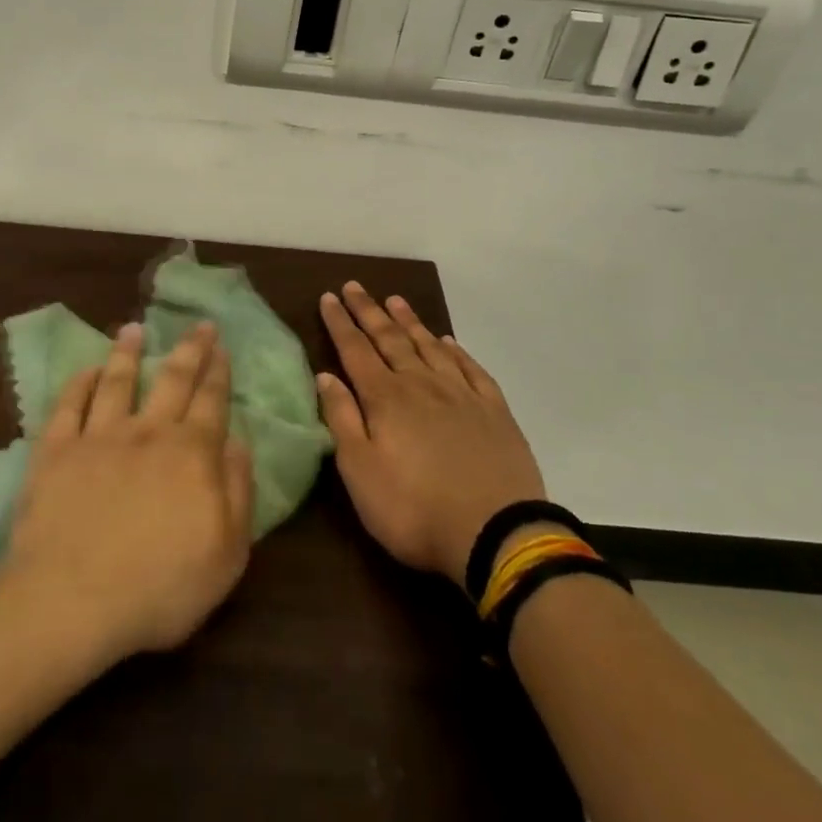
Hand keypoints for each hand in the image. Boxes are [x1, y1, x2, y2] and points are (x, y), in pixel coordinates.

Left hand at [0, 322, 254, 661]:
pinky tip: (86, 370)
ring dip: (127, 352)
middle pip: (172, 379)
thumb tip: (238, 442)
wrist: (72, 601)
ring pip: (118, 381)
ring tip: (133, 329)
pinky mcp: (56, 451)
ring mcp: (99, 437)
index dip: (218, 371)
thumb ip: (238, 491)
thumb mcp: (227, 553)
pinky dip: (79, 383)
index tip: (221, 346)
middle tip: (197, 323)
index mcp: (191, 453)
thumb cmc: (160, 587)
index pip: (212, 401)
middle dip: (189, 348)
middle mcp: (148, 432)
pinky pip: (68, 406)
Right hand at [316, 283, 547, 588]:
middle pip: (390, 339)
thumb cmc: (414, 509)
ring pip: (429, 346)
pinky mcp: (494, 411)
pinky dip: (456, 350)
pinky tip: (448, 341)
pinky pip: (470, 368)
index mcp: (386, 398)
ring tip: (395, 300)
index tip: (328, 297)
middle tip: (354, 286)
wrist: (496, 534)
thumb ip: (341, 419)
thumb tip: (325, 375)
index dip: (340, 323)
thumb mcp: (361, 472)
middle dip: (369, 311)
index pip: (356, 350)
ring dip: (410, 321)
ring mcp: (461, 394)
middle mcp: (421, 384)